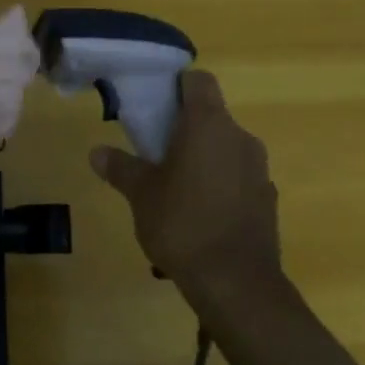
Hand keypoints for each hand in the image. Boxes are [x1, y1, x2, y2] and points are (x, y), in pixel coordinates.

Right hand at [89, 69, 281, 286]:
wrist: (237, 284)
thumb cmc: (182, 224)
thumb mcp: (141, 194)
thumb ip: (121, 167)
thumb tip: (96, 152)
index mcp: (209, 125)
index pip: (199, 81)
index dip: (177, 86)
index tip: (157, 105)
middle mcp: (240, 138)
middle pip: (212, 116)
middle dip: (185, 130)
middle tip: (156, 153)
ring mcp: (259, 170)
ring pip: (226, 149)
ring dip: (203, 159)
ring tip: (175, 191)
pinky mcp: (268, 200)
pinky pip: (238, 178)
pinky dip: (220, 185)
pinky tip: (200, 216)